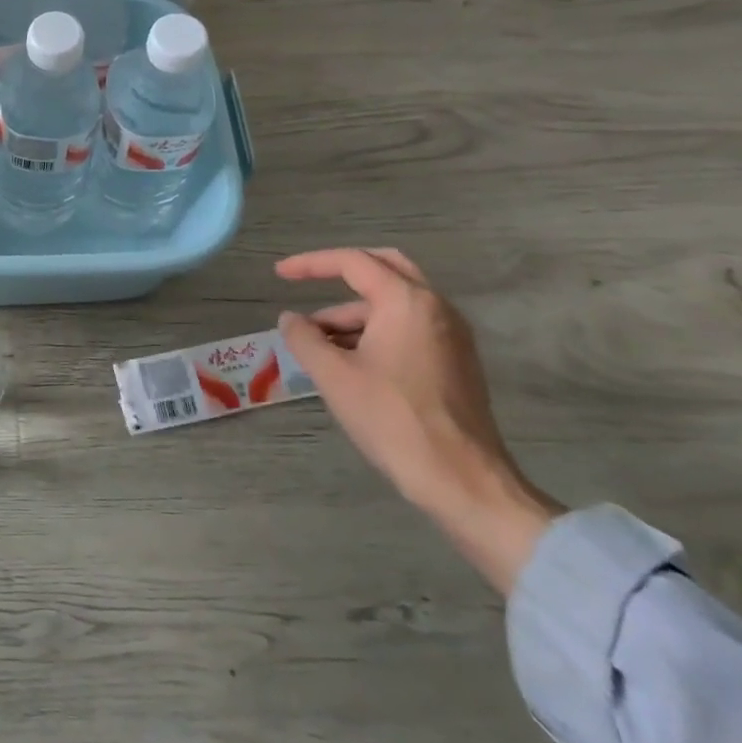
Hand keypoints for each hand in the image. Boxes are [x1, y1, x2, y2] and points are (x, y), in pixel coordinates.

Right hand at [276, 248, 562, 593]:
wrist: (462, 480)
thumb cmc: (392, 419)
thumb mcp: (334, 376)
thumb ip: (304, 338)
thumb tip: (290, 319)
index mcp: (407, 302)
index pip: (353, 262)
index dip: (311, 264)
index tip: (279, 275)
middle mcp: (436, 308)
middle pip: (385, 268)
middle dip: (342, 272)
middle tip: (307, 282)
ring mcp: (451, 336)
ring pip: (395, 303)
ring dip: (354, 311)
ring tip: (316, 340)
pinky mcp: (456, 362)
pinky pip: (409, 326)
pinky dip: (375, 329)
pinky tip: (348, 359)